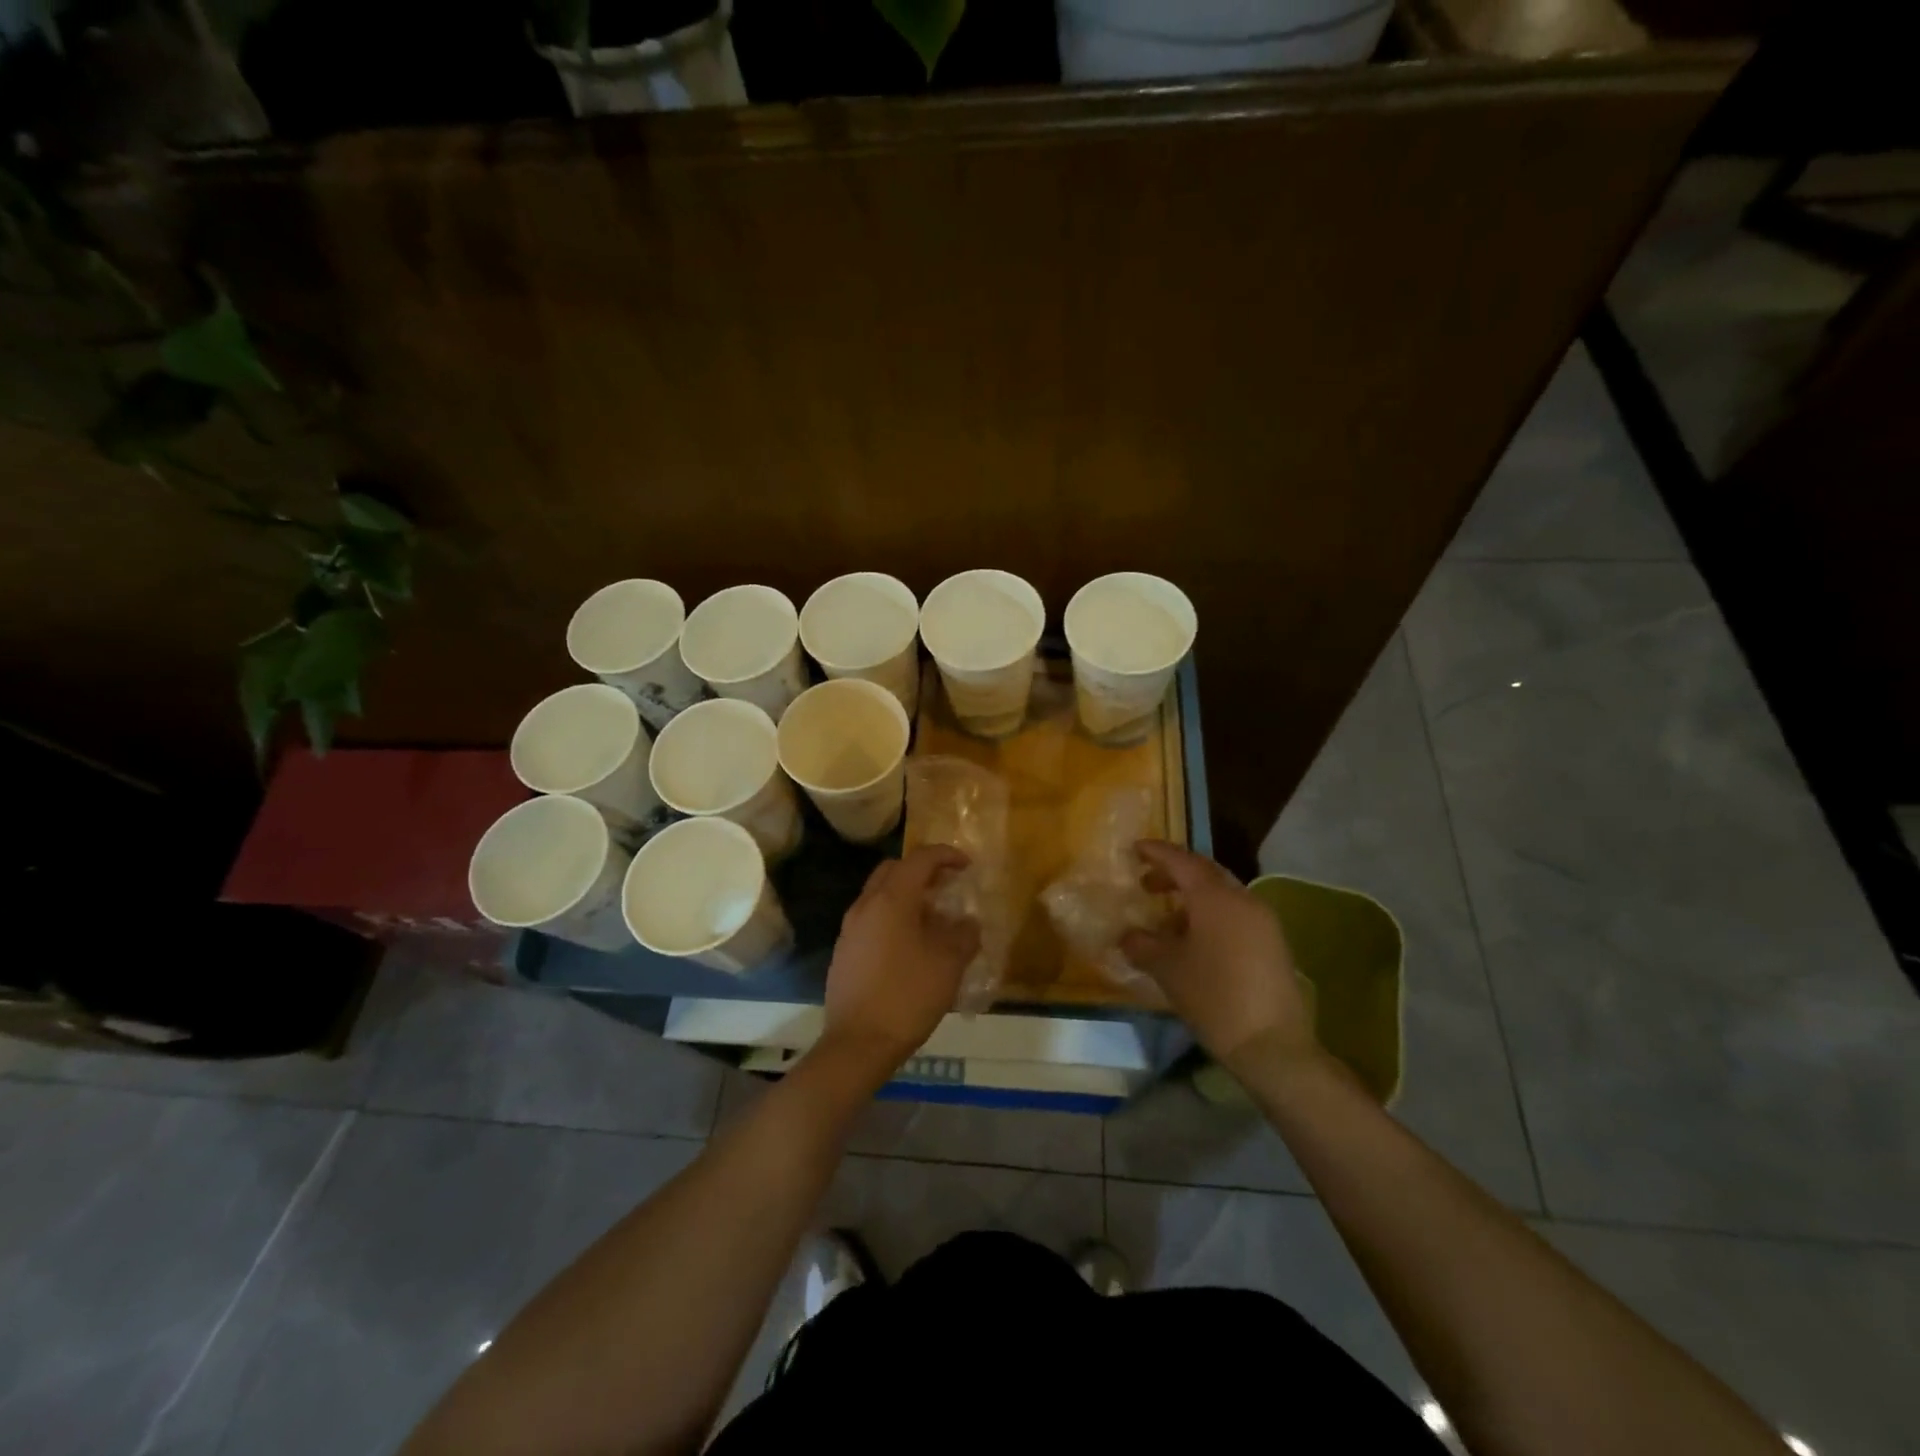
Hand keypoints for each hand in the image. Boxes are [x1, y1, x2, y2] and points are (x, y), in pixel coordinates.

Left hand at [818, 845, 980, 1079]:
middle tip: (947, 886)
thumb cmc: (908, 996)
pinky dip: (893, 916)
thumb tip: (968, 923)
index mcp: (891, 899)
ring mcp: (850, 928)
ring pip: (880, 893)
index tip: (966, 866)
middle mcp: (866, 905)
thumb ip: (963, 935)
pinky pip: (871, 918)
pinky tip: (911, 944)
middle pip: (894, 869)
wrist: (858, 1043)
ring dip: (907, 894)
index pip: (920, 859)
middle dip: (922, 870)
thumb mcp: (948, 964)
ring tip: (934, 917)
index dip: (946, 855)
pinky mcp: (844, 950)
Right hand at [1122, 840, 1314, 1072]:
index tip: (1134, 849)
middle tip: (1146, 884)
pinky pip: (1235, 915)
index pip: (1181, 861)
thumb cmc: (1214, 997)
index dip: (1156, 852)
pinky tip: (1194, 943)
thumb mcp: (1167, 969)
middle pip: (1205, 873)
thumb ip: (1142, 945)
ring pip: (1221, 895)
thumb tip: (1127, 935)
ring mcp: (1263, 921)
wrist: (1272, 1045)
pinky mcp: (1273, 943)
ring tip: (1166, 922)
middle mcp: (1243, 899)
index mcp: (1215, 897)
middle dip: (1174, 874)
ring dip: (1192, 899)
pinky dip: (1210, 916)